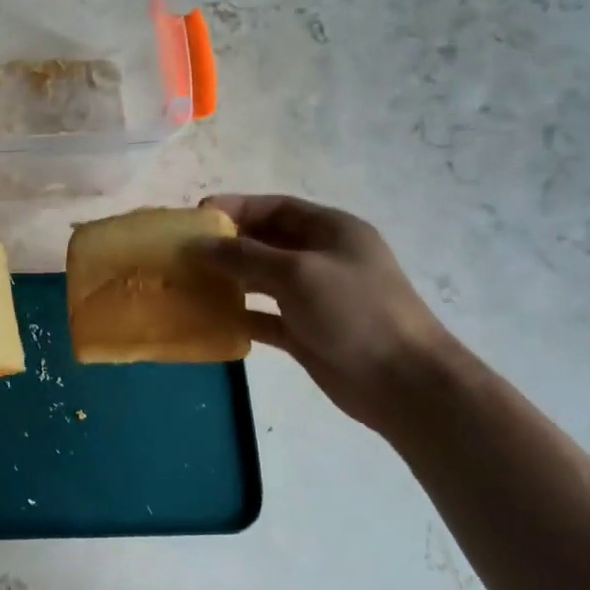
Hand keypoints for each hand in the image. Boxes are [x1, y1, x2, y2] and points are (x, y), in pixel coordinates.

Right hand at [199, 194, 456, 431]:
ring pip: (263, 279)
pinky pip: (265, 317)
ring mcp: (315, 297)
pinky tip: (212, 319)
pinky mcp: (306, 331)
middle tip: (186, 251)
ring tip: (191, 282)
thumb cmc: (355, 312)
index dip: (238, 207)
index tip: (198, 216)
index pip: (277, 207)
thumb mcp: (298, 273)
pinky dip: (241, 316)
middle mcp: (322, 258)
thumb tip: (199, 245)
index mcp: (332, 231)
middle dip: (228, 244)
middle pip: (267, 242)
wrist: (403, 383)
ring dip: (230, 279)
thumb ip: (245, 256)